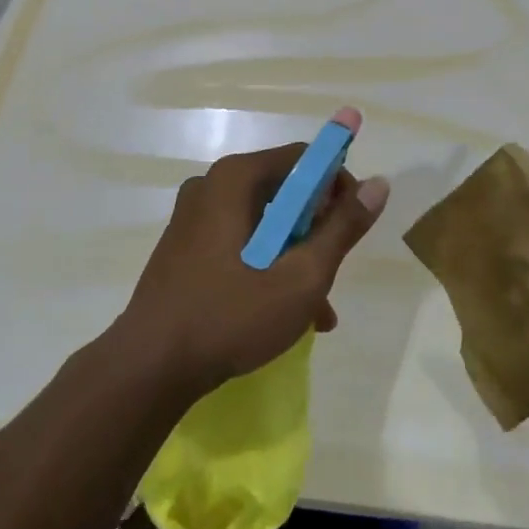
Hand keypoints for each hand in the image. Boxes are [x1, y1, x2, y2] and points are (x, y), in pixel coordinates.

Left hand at [118, 120, 389, 396]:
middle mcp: (212, 186)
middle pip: (284, 191)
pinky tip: (286, 314)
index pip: (304, 159)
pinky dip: (266, 266)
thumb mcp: (301, 277)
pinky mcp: (185, 247)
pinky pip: (240, 242)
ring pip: (264, 223)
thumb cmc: (230, 315)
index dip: (338, 185)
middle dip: (316, 230)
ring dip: (295, 256)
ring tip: (318, 308)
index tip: (353, 224)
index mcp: (236, 178)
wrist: (149, 369)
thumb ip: (342, 228)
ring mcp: (194, 217)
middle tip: (333, 270)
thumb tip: (379, 184)